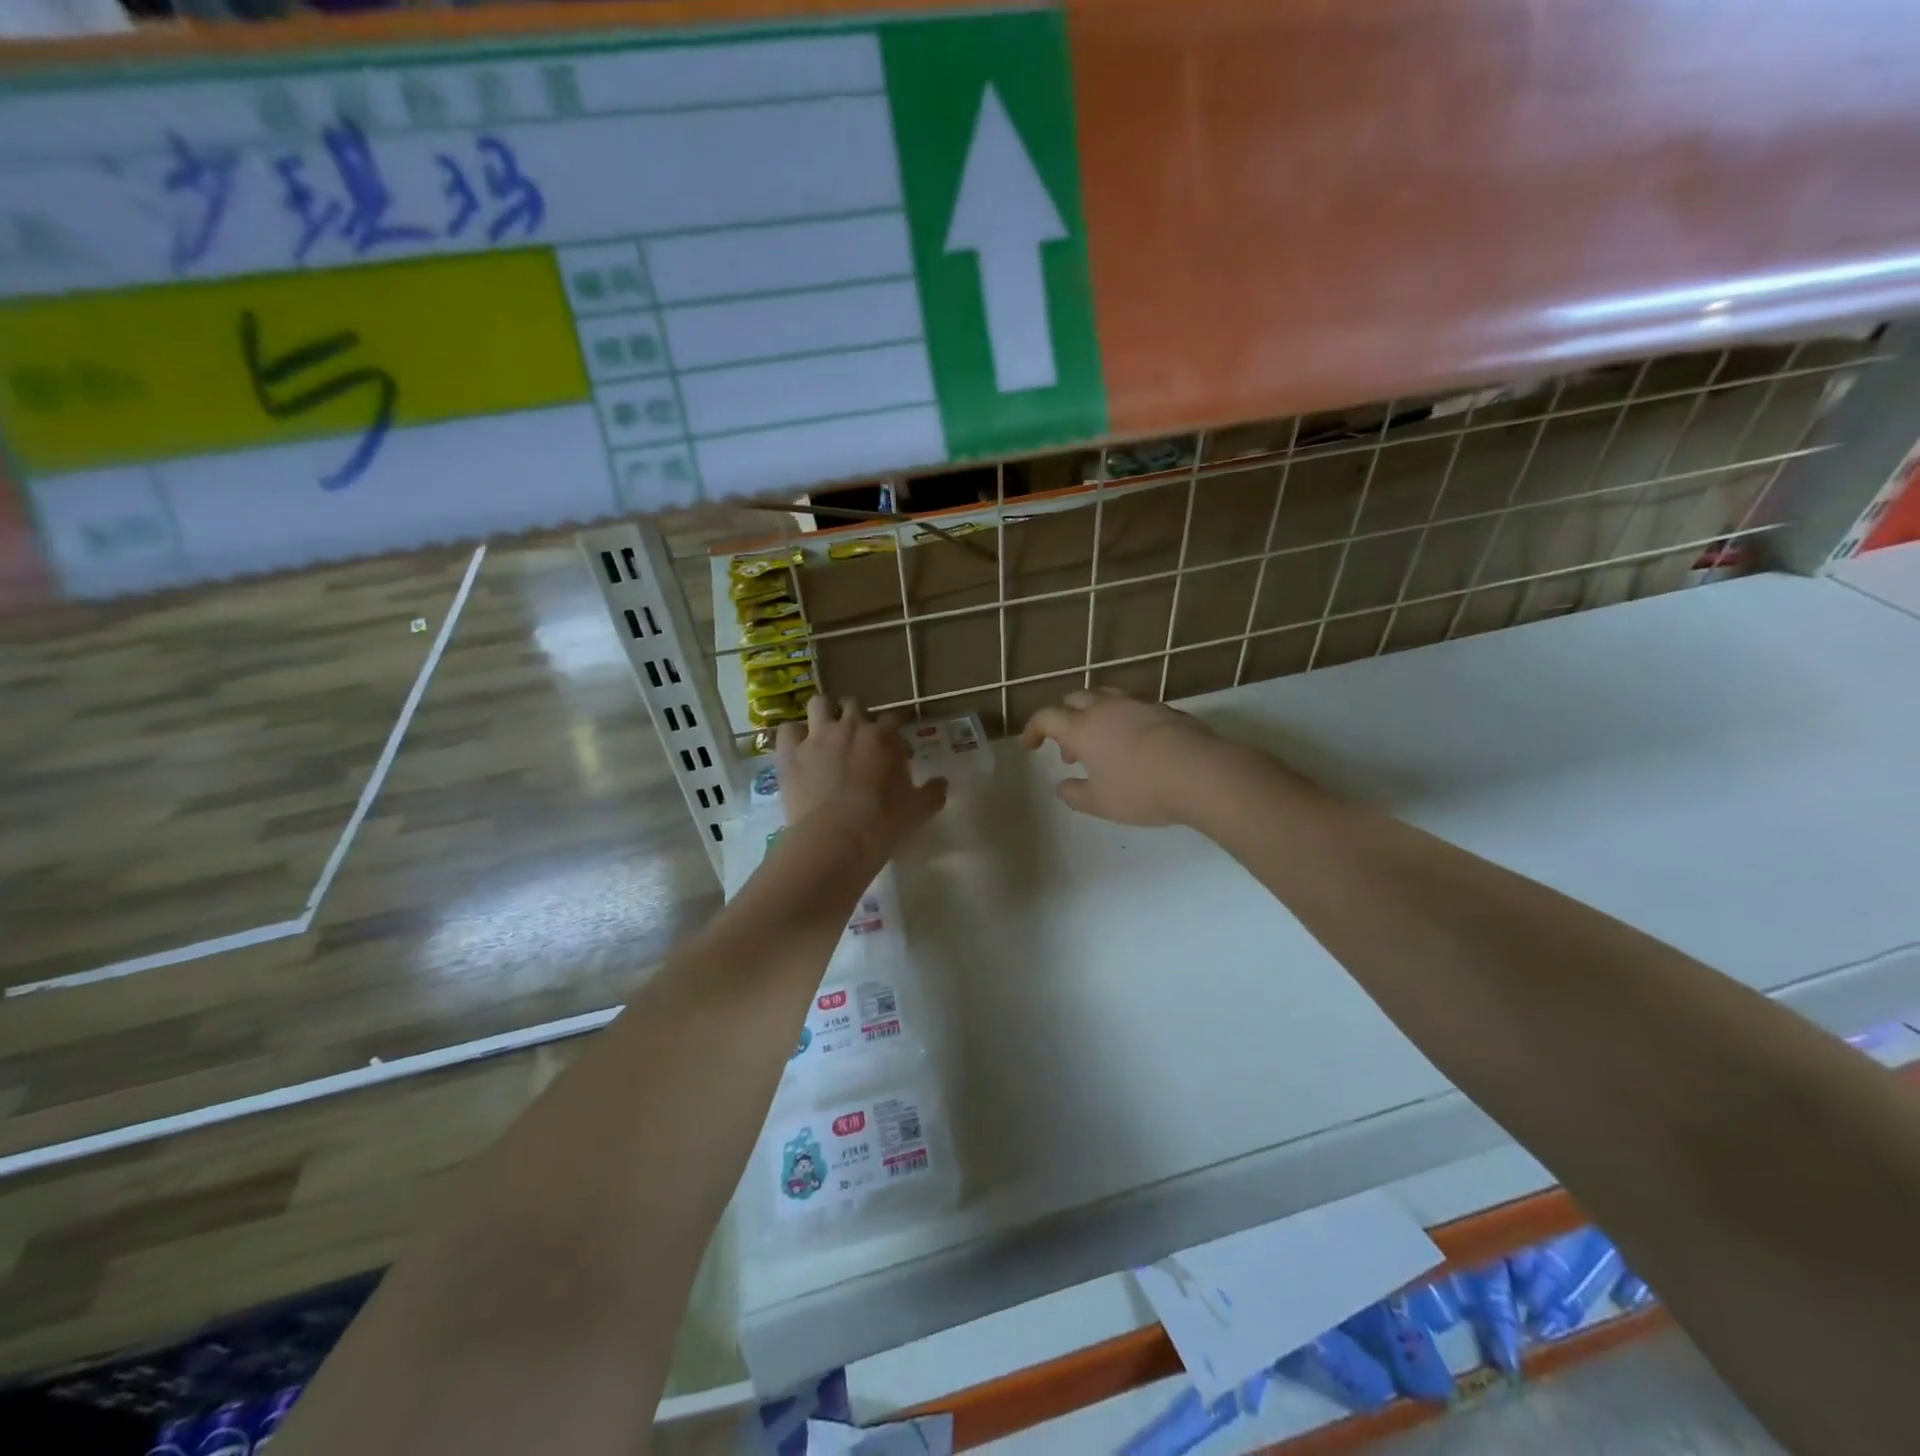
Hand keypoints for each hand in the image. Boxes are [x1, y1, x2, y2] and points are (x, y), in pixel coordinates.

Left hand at [775, 695, 946, 862]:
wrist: (838, 837)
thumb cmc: (884, 822)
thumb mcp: (918, 809)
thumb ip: (933, 792)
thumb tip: (942, 783)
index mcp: (883, 737)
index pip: (893, 719)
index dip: (893, 730)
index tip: (894, 747)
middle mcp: (850, 727)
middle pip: (854, 705)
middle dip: (856, 715)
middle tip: (857, 737)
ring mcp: (817, 737)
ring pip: (819, 704)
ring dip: (823, 712)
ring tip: (824, 729)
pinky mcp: (790, 753)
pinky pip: (787, 730)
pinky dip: (793, 736)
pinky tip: (796, 748)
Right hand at [1021, 687, 1230, 825]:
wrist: (1200, 772)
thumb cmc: (1141, 790)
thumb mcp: (1101, 803)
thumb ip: (1075, 794)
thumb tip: (1062, 786)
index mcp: (1082, 728)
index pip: (1046, 717)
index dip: (1034, 729)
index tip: (1030, 745)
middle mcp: (1106, 708)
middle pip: (1074, 699)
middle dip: (1065, 719)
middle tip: (1071, 750)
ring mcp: (1137, 703)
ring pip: (1104, 695)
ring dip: (1093, 714)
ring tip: (1103, 744)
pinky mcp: (1164, 707)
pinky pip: (1132, 704)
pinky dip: (1122, 717)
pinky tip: (1135, 742)